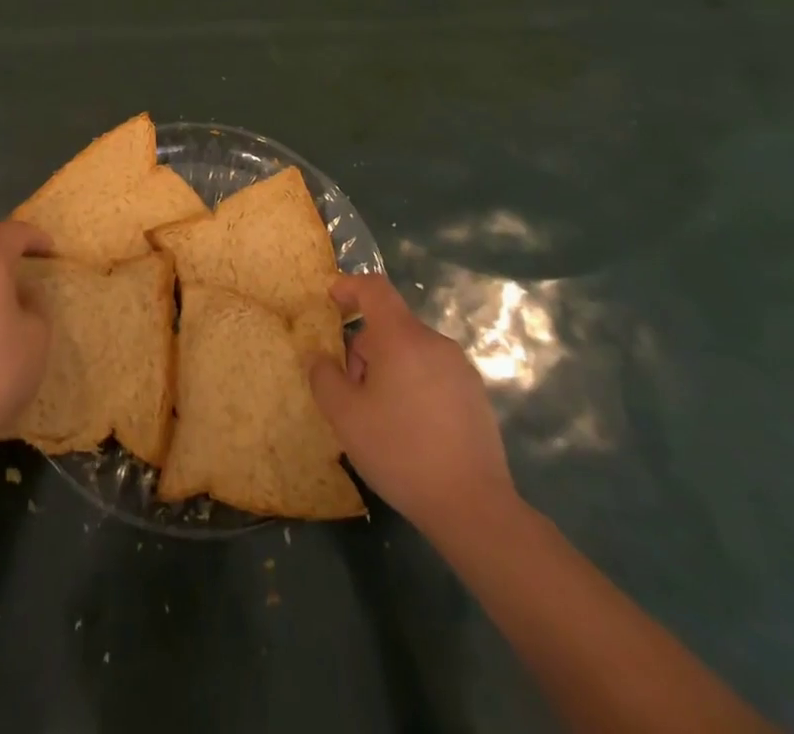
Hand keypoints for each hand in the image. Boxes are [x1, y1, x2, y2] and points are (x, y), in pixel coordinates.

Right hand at [308, 272, 519, 536]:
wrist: (474, 507)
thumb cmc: (401, 452)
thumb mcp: (346, 417)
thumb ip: (324, 377)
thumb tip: (317, 356)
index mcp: (402, 338)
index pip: (375, 289)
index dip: (349, 286)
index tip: (331, 300)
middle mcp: (435, 343)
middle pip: (389, 327)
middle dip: (363, 350)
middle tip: (352, 394)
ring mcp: (460, 369)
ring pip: (410, 352)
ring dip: (387, 370)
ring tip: (379, 417)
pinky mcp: (475, 395)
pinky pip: (432, 373)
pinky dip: (413, 385)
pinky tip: (410, 429)